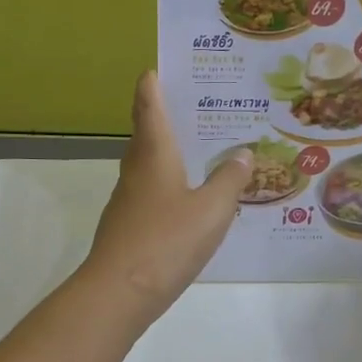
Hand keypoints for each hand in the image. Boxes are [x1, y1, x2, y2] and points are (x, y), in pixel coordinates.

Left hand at [82, 72, 250, 320]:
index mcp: (154, 154)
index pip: (149, 106)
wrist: (119, 293)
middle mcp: (136, 171)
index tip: (157, 67)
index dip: (153, 85)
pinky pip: (151, 195)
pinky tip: (190, 202)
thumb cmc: (166, 241)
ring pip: (148, 166)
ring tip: (202, 152)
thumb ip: (229, 180)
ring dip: (168, 154)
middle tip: (198, 108)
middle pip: (146, 134)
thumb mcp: (212, 210)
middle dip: (166, 117)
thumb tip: (242, 153)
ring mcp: (128, 201)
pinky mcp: (128, 228)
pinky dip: (169, 187)